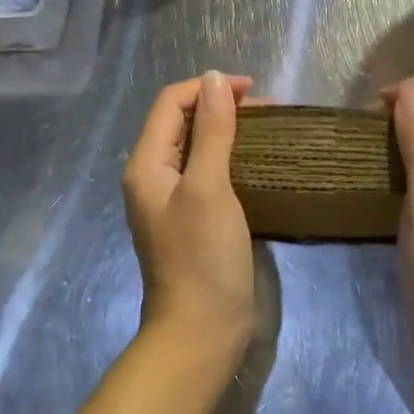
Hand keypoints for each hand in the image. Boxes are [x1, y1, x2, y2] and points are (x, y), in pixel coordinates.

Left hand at [122, 71, 256, 361]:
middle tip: (265, 110)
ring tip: (266, 128)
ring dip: (227, 128)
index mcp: (146, 163)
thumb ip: (212, 130)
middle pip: (182, 120)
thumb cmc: (203, 257)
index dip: (208, 87)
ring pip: (196, 144)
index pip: (171, 102)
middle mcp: (153, 174)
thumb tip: (214, 79)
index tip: (251, 90)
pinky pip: (207, 169)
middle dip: (220, 105)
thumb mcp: (210, 187)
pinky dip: (230, 154)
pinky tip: (257, 159)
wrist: (202, 334)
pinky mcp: (191, 215)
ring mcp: (171, 197)